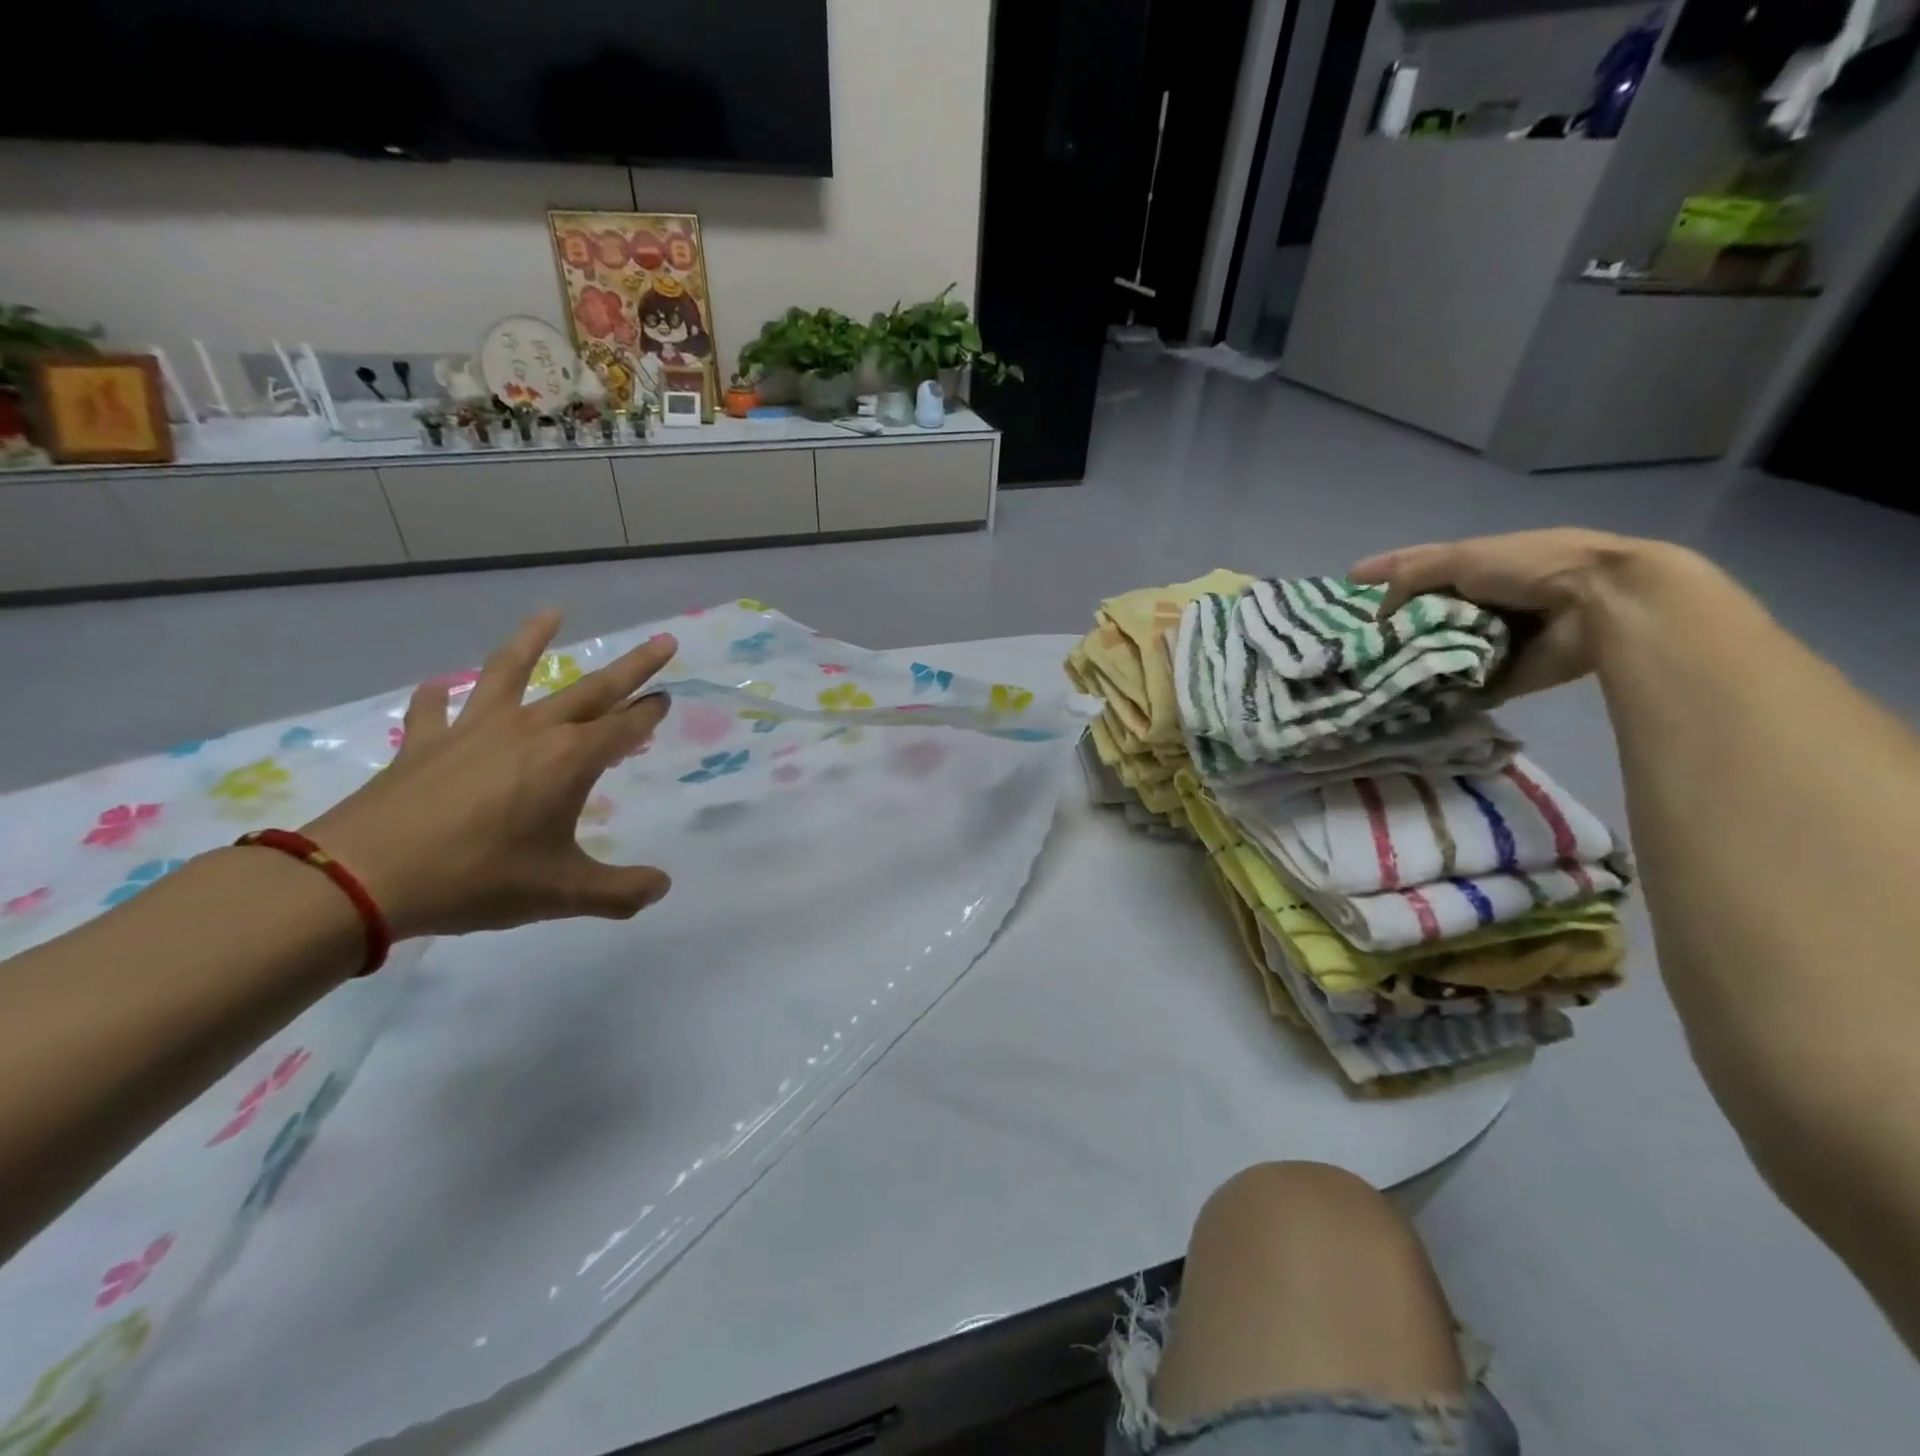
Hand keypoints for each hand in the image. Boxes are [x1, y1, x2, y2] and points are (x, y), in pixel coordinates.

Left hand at [301, 611, 675, 938]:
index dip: (650, 714)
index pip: (625, 727)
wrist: (364, 877)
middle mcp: (531, 731)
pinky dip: (440, 694)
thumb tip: (661, 887)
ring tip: (553, 612)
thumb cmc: (478, 878)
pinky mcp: (425, 742)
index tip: (666, 698)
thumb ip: (620, 892)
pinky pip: (435, 708)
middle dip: (633, 665)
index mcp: (570, 760)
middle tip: (663, 641)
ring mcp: (474, 729)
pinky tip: (442, 685)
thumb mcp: (562, 893)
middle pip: (593, 688)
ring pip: (511, 670)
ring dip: (534, 639)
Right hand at [1349, 529, 1685, 700]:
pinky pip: (1457, 682)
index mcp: (1475, 565)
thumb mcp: (1463, 558)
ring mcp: (1490, 638)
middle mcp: (1479, 600)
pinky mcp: (1500, 673)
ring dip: (1409, 660)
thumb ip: (1413, 577)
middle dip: (1391, 626)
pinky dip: (1434, 688)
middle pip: (1423, 612)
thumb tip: (1380, 612)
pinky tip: (1400, 695)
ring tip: (1366, 674)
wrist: (1601, 605)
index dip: (1383, 574)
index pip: (1417, 568)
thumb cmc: (1531, 567)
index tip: (1347, 584)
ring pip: (1436, 648)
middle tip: (1350, 642)